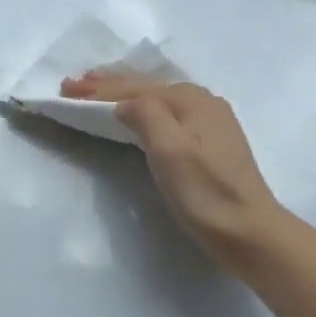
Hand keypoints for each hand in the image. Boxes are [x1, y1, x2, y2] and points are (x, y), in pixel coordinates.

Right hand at [59, 74, 284, 266]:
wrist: (250, 231)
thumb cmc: (206, 193)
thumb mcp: (170, 151)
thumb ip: (146, 115)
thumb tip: (124, 102)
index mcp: (191, 99)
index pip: (134, 89)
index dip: (98, 89)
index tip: (65, 89)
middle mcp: (202, 101)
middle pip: (146, 88)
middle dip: (108, 85)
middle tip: (73, 84)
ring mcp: (209, 121)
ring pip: (157, 99)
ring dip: (123, 94)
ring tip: (95, 90)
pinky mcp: (211, 141)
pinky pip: (166, 113)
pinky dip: (142, 108)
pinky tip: (135, 111)